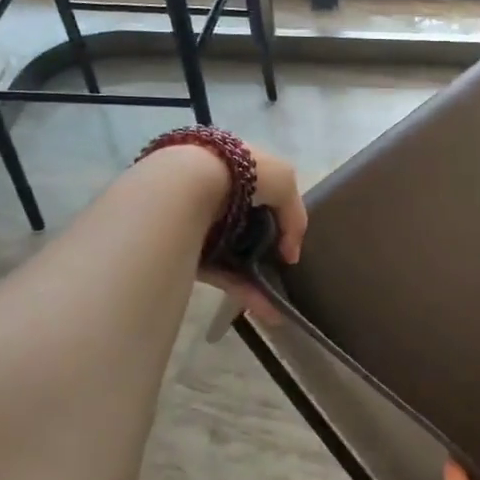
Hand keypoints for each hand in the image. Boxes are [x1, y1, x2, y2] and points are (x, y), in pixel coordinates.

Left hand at [201, 142, 305, 322]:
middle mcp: (216, 196)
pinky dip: (243, 291)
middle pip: (247, 229)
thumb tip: (290, 254)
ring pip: (234, 256)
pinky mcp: (187, 252)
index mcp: (237, 171)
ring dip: (257, 280)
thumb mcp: (284, 182)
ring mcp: (199, 226)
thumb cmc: (241, 173)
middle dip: (265, 253)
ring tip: (277, 306)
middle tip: (282, 273)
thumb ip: (294, 216)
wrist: (185, 184)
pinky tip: (265, 309)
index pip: (261, 195)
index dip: (278, 217)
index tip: (288, 241)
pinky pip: (220, 275)